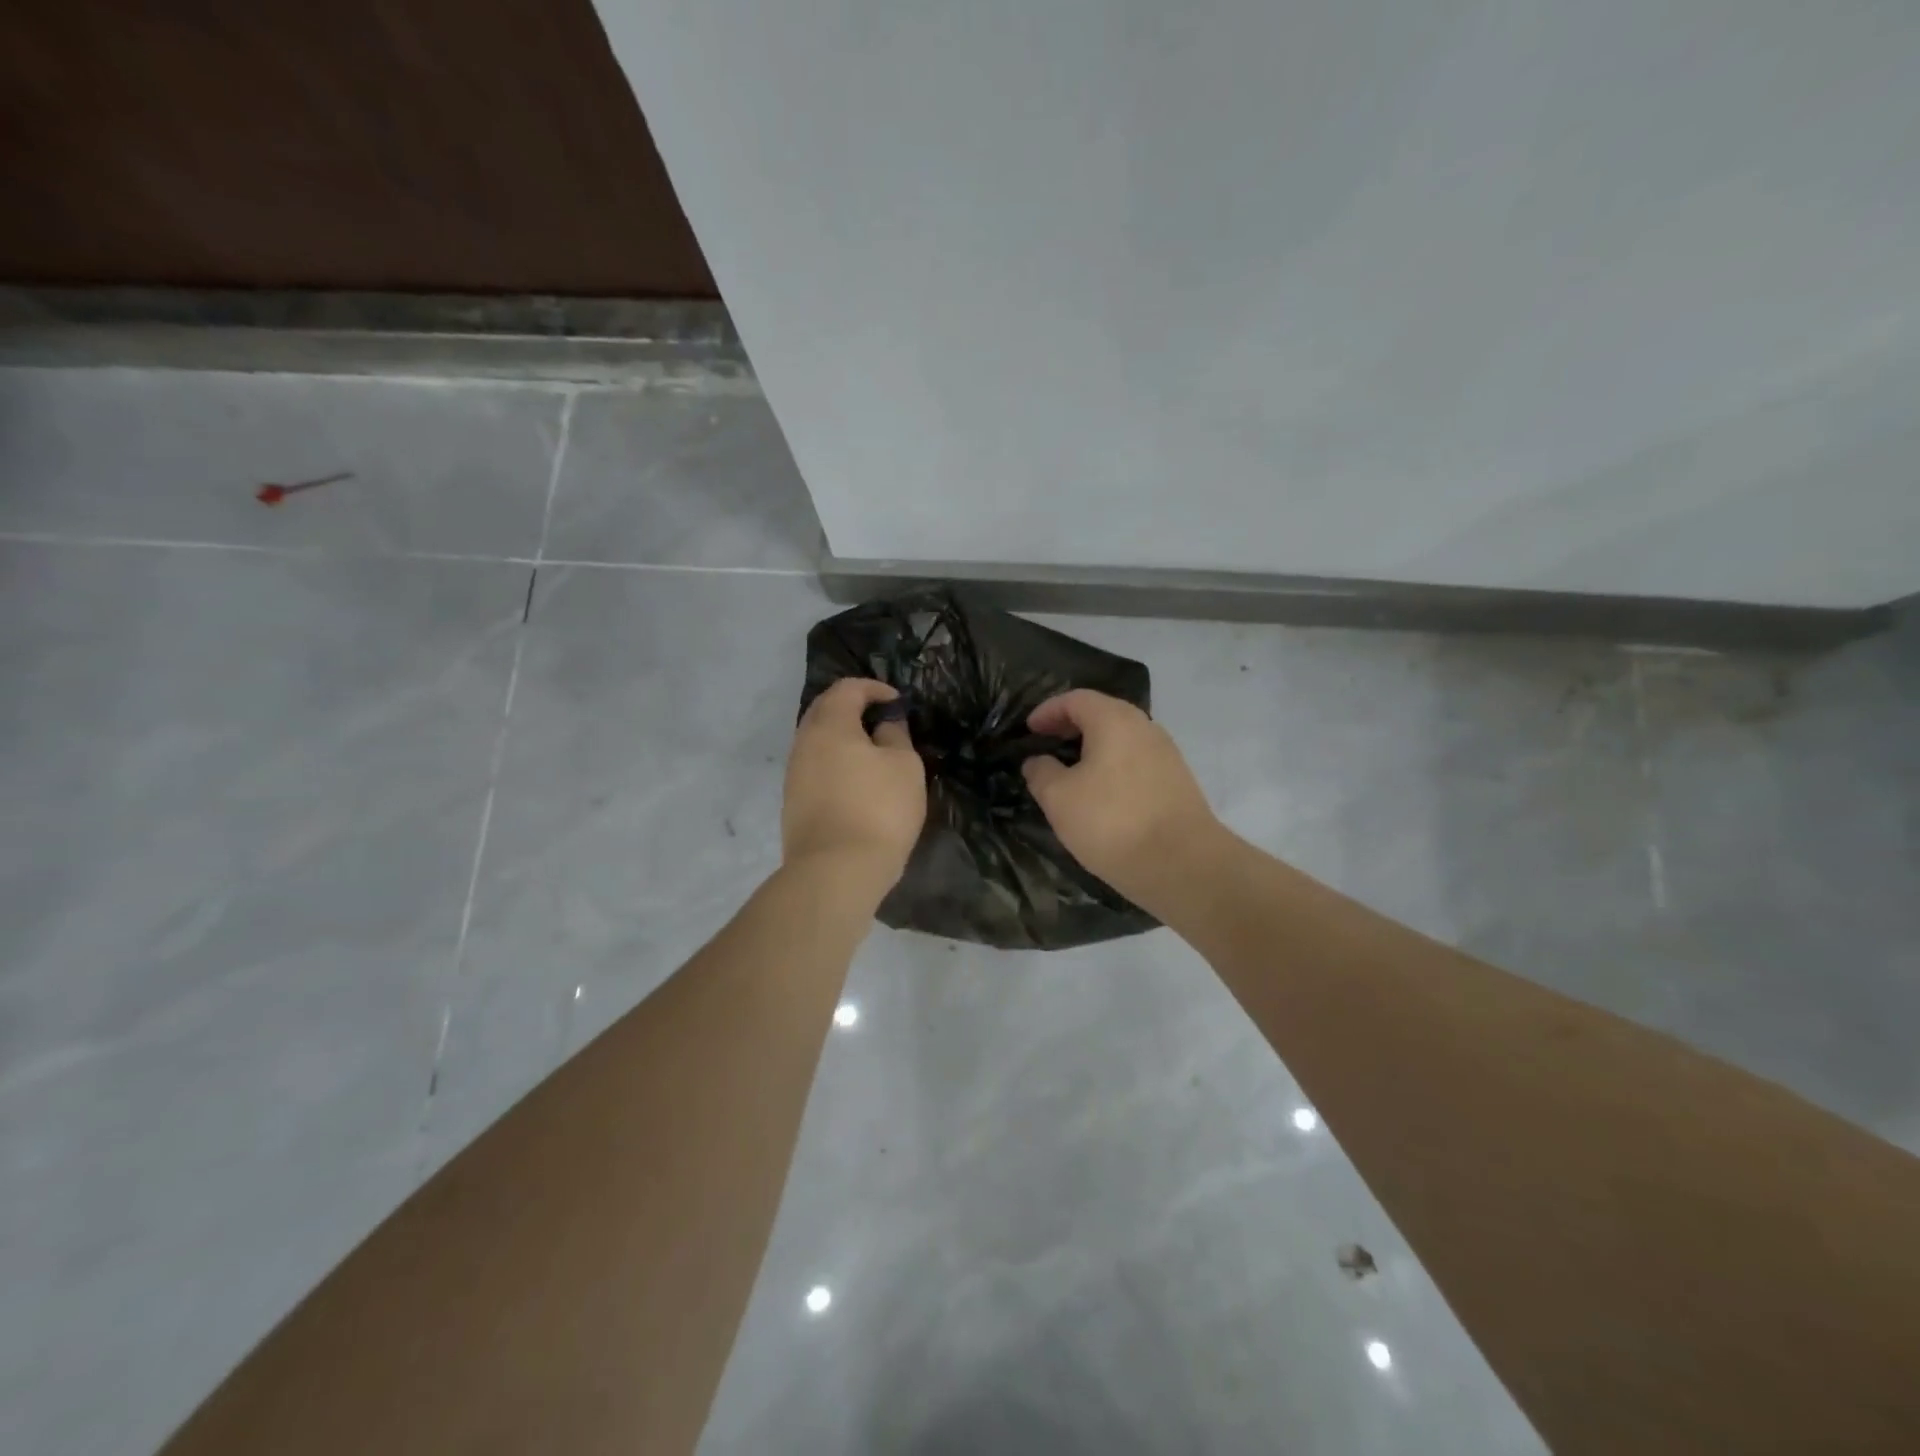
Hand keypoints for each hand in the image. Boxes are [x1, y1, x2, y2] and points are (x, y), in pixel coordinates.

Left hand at [783, 678, 926, 894]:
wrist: (836, 871)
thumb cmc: (879, 809)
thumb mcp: (904, 766)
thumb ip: (895, 735)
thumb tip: (884, 724)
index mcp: (830, 726)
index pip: (847, 689)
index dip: (874, 688)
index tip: (898, 703)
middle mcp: (804, 743)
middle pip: (824, 711)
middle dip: (853, 708)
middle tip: (882, 720)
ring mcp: (794, 774)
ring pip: (817, 741)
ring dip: (842, 738)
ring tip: (872, 752)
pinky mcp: (793, 803)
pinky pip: (815, 768)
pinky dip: (835, 763)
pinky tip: (856, 781)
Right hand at [1021, 689, 1221, 903]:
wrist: (1183, 864)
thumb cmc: (1112, 822)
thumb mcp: (1059, 798)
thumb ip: (1041, 772)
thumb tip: (1038, 761)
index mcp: (1114, 720)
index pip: (1076, 699)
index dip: (1048, 711)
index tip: (1029, 729)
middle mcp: (1144, 727)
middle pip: (1102, 714)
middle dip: (1071, 726)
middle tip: (1047, 745)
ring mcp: (1166, 754)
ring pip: (1121, 739)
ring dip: (1093, 748)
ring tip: (1071, 772)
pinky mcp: (1177, 781)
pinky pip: (1136, 761)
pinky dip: (1112, 766)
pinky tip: (1101, 793)